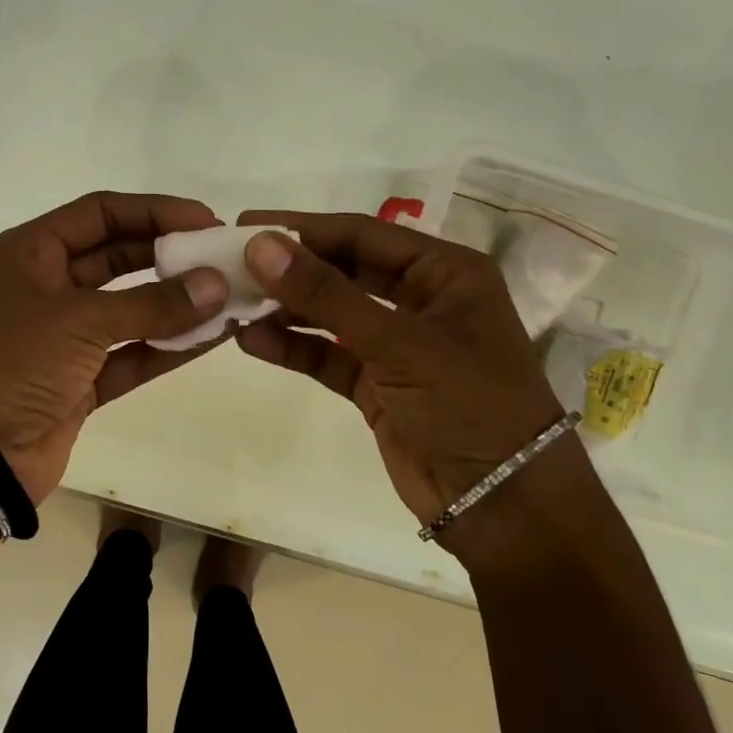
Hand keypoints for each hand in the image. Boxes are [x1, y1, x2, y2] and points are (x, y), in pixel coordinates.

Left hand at [0, 192, 229, 502]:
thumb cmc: (10, 362)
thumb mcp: (80, 321)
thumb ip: (153, 303)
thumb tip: (217, 284)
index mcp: (30, 253)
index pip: (101, 213)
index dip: (154, 211)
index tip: (206, 220)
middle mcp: (47, 287)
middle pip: (118, 257)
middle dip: (170, 256)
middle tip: (223, 258)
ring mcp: (63, 338)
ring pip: (130, 309)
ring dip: (176, 304)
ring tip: (230, 297)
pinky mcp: (79, 382)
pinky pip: (131, 355)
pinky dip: (167, 347)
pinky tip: (212, 337)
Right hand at [234, 211, 568, 546]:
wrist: (504, 507)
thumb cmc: (469, 405)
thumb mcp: (399, 342)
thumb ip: (326, 294)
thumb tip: (260, 245)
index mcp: (444, 272)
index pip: (362, 235)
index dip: (303, 228)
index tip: (244, 225)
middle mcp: (421, 299)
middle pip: (343, 270)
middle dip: (289, 268)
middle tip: (228, 262)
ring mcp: (397, 344)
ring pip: (330, 314)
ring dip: (285, 308)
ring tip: (230, 301)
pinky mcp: (376, 384)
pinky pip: (327, 355)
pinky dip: (293, 347)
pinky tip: (251, 340)